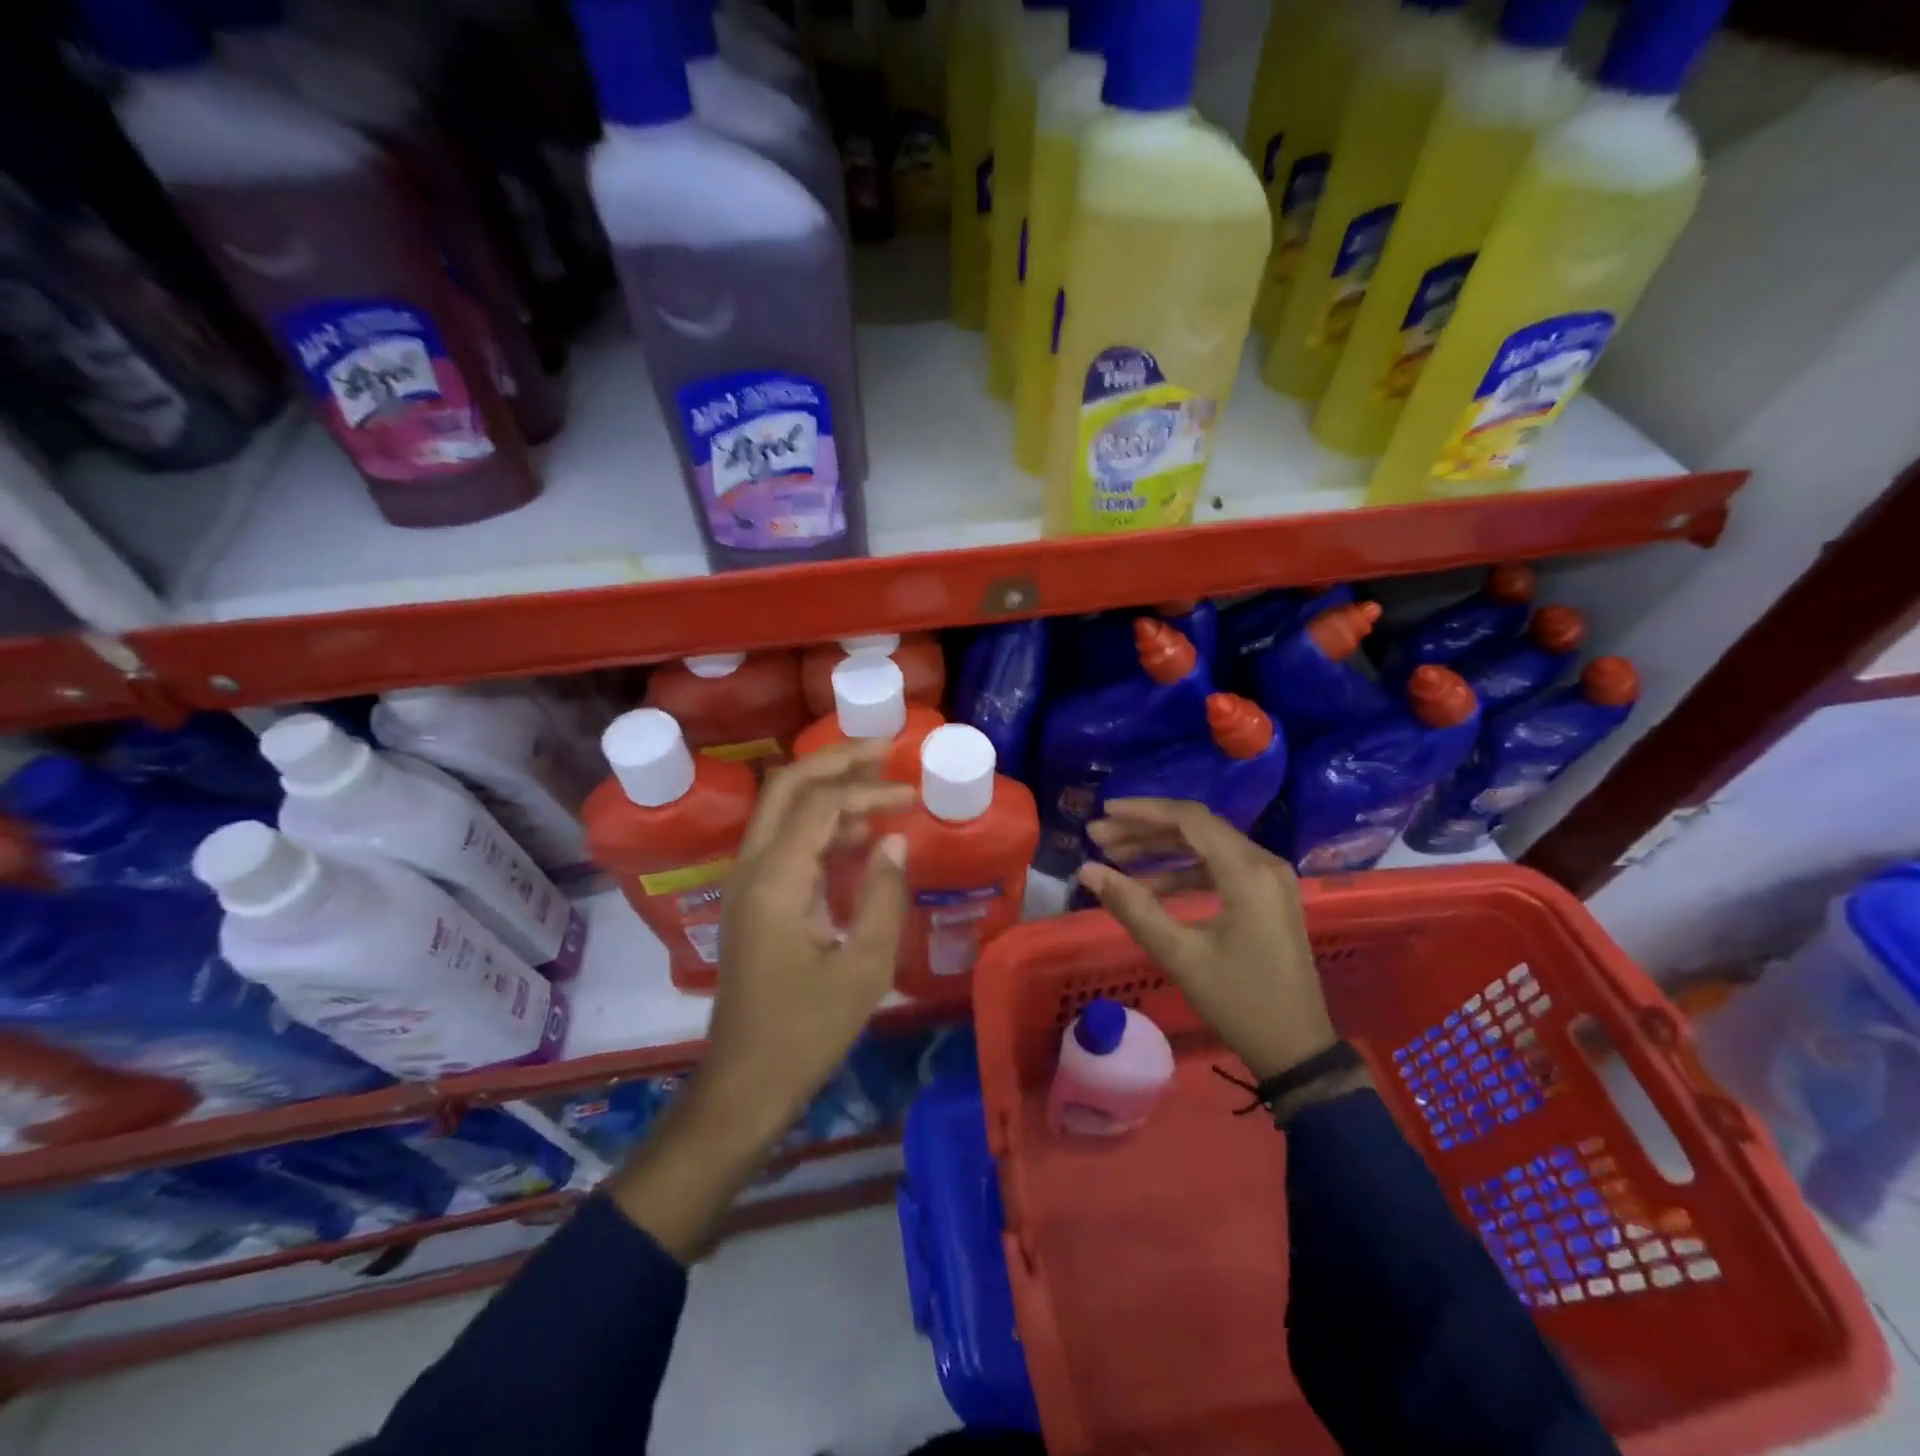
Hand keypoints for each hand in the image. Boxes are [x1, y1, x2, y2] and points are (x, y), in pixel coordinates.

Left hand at [704, 740, 914, 1127]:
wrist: (744, 1084)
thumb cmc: (807, 1032)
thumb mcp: (863, 968)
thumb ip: (882, 895)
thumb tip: (896, 839)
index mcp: (774, 881)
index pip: (819, 805)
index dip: (868, 789)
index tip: (910, 794)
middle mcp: (750, 869)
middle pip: (785, 787)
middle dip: (834, 761)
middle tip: (883, 750)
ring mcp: (745, 883)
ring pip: (781, 810)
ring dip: (826, 790)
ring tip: (879, 786)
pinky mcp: (752, 900)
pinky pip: (784, 842)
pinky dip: (819, 826)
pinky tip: (858, 837)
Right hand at [1077, 799, 1335, 1080]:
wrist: (1297, 1049)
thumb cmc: (1239, 1002)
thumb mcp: (1179, 955)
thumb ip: (1132, 907)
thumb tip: (1088, 870)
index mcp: (1248, 871)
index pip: (1189, 819)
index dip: (1143, 811)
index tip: (1103, 812)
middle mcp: (1263, 862)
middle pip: (1196, 828)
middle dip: (1144, 830)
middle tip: (1098, 837)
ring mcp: (1268, 879)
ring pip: (1205, 847)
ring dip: (1160, 850)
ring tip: (1114, 856)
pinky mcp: (1266, 896)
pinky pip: (1217, 868)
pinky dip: (1181, 872)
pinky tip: (1147, 886)